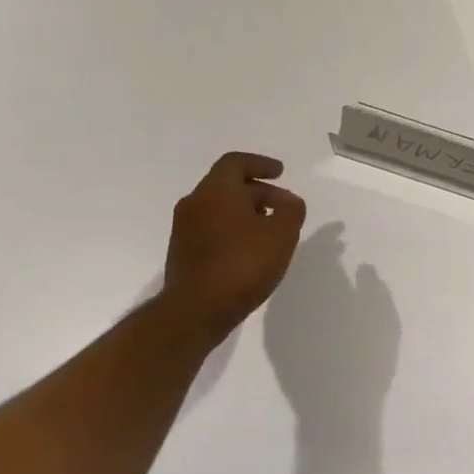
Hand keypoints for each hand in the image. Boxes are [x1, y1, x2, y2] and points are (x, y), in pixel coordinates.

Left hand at [162, 153, 306, 340]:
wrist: (195, 311)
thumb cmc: (242, 264)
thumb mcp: (281, 235)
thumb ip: (291, 211)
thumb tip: (290, 202)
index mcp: (216, 190)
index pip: (236, 162)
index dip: (261, 164)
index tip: (281, 173)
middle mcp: (195, 202)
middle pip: (229, 186)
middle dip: (259, 192)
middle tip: (284, 208)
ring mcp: (184, 228)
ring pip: (219, 208)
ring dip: (245, 213)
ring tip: (269, 230)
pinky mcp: (182, 252)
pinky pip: (211, 229)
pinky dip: (232, 230)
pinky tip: (249, 251)